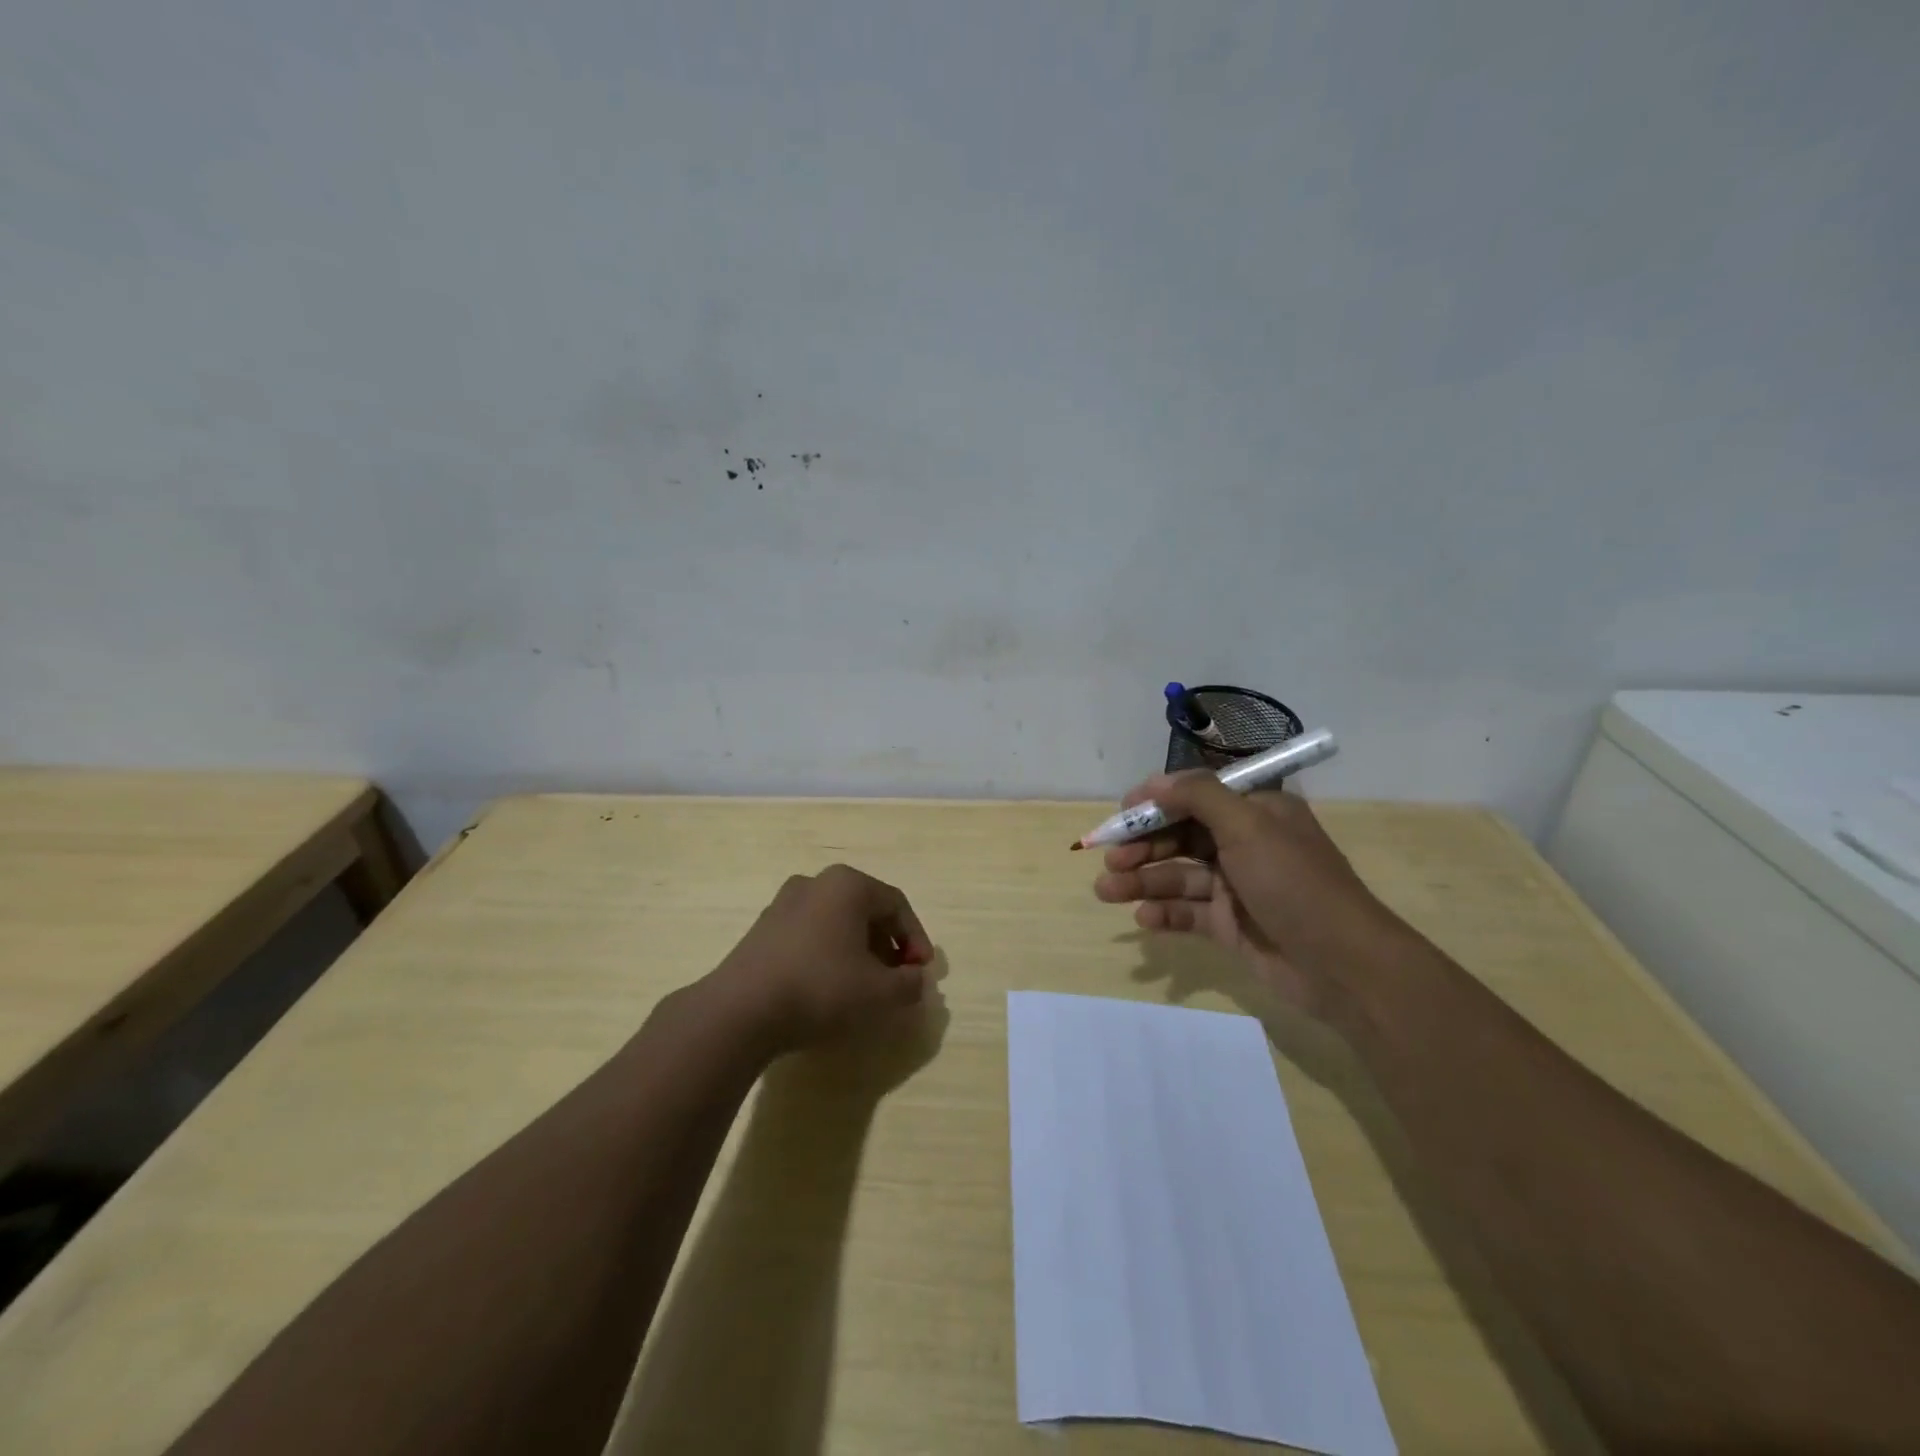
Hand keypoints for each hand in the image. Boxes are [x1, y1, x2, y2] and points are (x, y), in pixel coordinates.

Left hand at [709, 864, 933, 1055]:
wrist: (740, 1010)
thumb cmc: (821, 989)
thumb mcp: (880, 993)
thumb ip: (909, 985)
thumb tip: (916, 981)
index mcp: (848, 885)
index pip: (897, 905)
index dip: (916, 939)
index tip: (921, 972)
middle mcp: (816, 883)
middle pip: (866, 910)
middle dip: (887, 945)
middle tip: (896, 979)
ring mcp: (784, 903)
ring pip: (836, 922)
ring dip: (858, 950)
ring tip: (863, 986)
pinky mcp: (762, 929)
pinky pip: (809, 934)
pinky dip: (828, 954)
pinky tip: (828, 987)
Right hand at [1092, 774, 1411, 1020]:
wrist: (1342, 965)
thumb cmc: (1295, 883)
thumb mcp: (1248, 827)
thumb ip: (1198, 797)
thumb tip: (1155, 781)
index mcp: (1253, 812)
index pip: (1194, 797)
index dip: (1155, 804)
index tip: (1121, 814)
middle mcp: (1242, 844)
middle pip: (1179, 837)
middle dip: (1141, 847)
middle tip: (1110, 862)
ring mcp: (1234, 887)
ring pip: (1176, 876)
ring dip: (1141, 882)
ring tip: (1107, 892)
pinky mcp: (1228, 925)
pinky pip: (1186, 912)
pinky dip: (1164, 913)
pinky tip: (1144, 919)